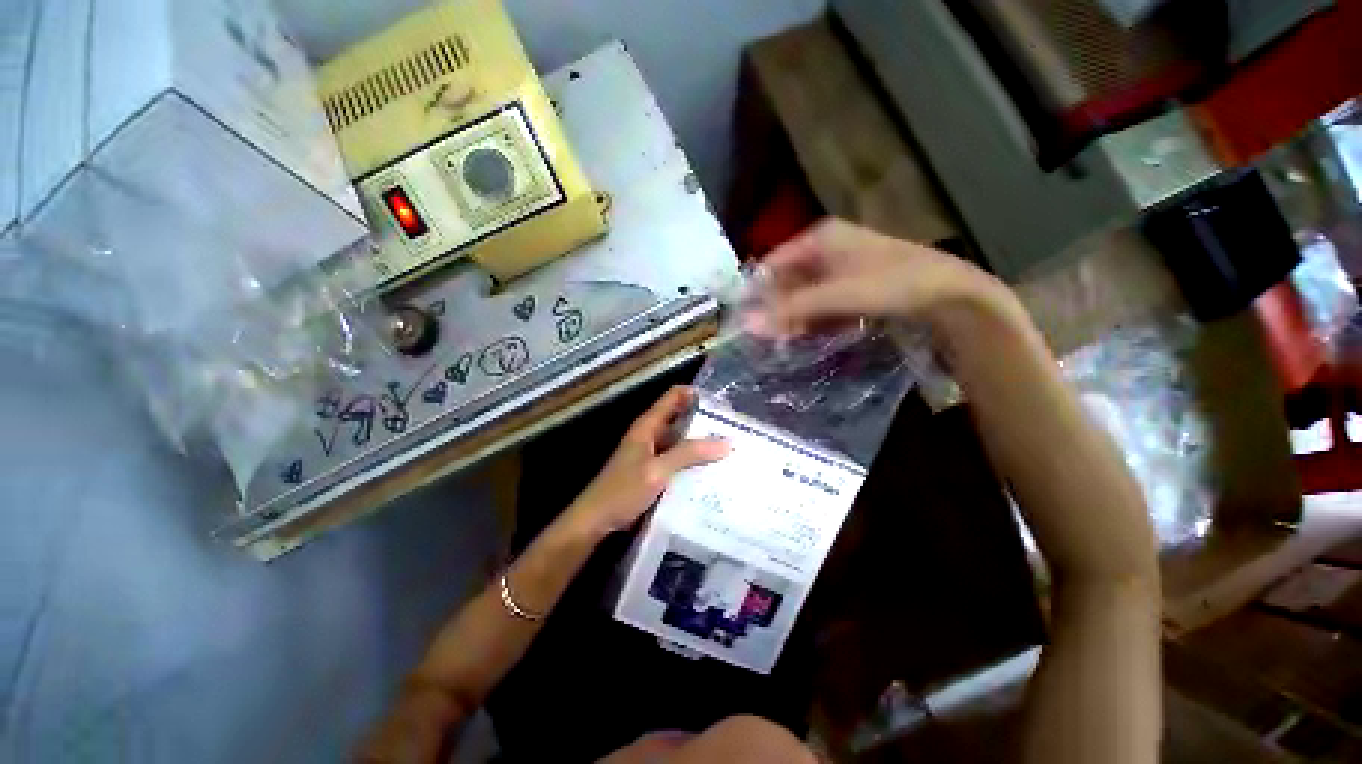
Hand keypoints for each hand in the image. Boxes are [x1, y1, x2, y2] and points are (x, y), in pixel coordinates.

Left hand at [566, 386, 728, 537]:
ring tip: (730, 447)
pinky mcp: (654, 471)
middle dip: (704, 420)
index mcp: (648, 425)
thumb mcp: (658, 470)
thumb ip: (689, 454)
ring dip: (700, 442)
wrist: (597, 520)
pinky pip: (677, 459)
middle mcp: (651, 434)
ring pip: (680, 440)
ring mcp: (652, 453)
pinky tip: (711, 469)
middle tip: (734, 427)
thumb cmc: (623, 491)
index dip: (696, 394)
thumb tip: (726, 441)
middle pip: (680, 418)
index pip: (674, 396)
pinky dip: (692, 460)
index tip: (722, 402)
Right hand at [751, 218, 1004, 334]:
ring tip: (781, 340)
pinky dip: (812, 318)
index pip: (772, 262)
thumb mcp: (835, 295)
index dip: (756, 289)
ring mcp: (843, 267)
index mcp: (820, 237)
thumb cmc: (889, 283)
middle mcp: (828, 248)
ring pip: (805, 293)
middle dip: (775, 307)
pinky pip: (822, 302)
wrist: (949, 294)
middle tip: (762, 335)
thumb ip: (789, 309)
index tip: (743, 318)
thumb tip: (746, 324)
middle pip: (788, 279)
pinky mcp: (855, 286)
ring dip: (793, 316)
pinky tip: (807, 335)